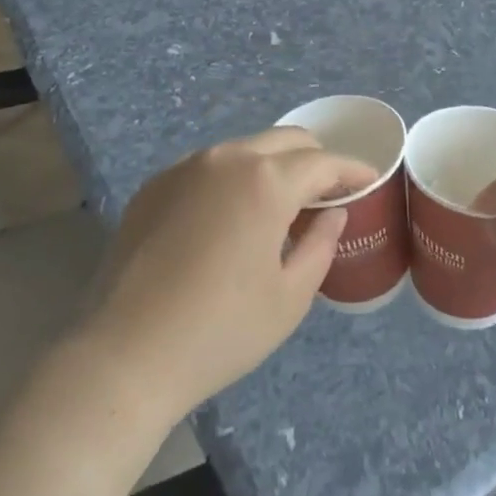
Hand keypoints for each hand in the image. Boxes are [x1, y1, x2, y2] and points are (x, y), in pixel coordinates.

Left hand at [83, 128, 376, 424]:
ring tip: (280, 206)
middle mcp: (227, 158)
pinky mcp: (155, 185)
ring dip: (273, 166)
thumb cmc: (221, 331)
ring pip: (245, 149)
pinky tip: (230, 218)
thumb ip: (321, 244)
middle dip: (315, 159)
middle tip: (328, 193)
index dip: (353, 170)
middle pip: (286, 140)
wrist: (125, 355)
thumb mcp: (289, 297)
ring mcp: (186, 167)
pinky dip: (233, 179)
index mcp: (266, 181)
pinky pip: (209, 167)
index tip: (370, 181)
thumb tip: (333, 213)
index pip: (323, 162)